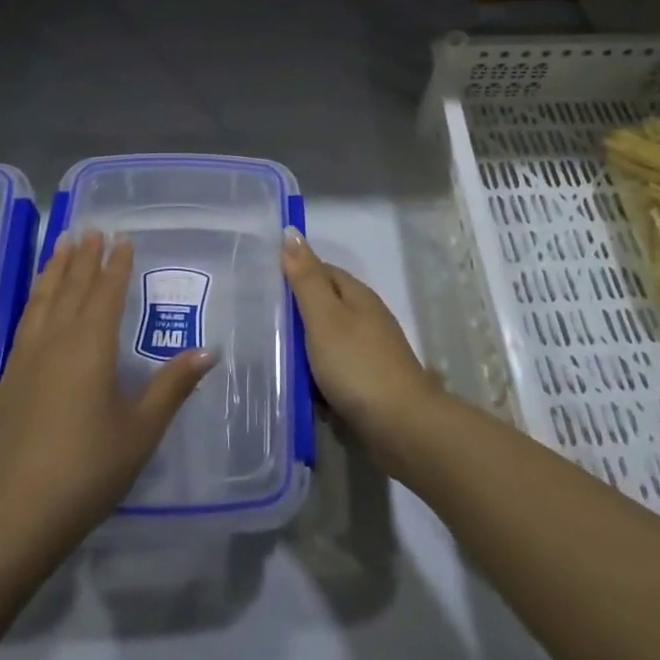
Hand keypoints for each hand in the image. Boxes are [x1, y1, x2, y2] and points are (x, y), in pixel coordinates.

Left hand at [0, 232, 214, 562]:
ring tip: (62, 245)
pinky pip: (27, 320)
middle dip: (84, 257)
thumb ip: (172, 387)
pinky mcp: (10, 378)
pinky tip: (38, 300)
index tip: (122, 238)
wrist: (15, 514)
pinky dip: (36, 298)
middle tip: (91, 229)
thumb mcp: (141, 430)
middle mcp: (57, 341)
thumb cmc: (88, 469)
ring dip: (55, 269)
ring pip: (43, 299)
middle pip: (71, 287)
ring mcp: (28, 358)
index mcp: (91, 346)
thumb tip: (207, 352)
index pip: (106, 293)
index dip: (116, 264)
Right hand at [282, 229, 441, 457]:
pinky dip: (317, 377)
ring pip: (328, 342)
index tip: (263, 282)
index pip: (323, 270)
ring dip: (304, 349)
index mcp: (358, 296)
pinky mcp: (369, 384)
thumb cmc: (357, 365)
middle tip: (258, 322)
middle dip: (296, 314)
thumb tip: (291, 232)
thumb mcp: (324, 317)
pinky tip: (298, 388)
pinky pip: (334, 372)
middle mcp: (367, 319)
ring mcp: (370, 353)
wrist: (401, 426)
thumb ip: (306, 278)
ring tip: (270, 356)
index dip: (295, 272)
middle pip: (325, 306)